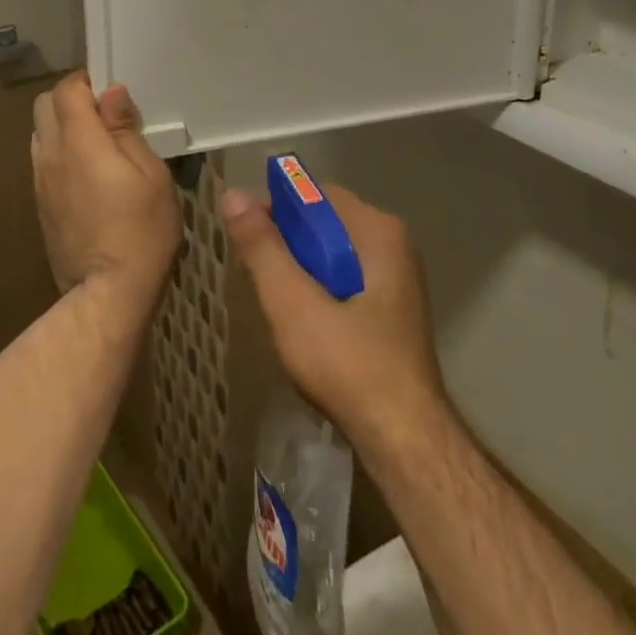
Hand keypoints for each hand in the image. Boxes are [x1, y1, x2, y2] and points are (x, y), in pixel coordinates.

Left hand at [31, 73, 181, 310]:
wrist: (107, 292)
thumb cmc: (141, 229)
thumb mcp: (151, 174)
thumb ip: (125, 130)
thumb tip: (111, 94)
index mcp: (78, 142)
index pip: (66, 90)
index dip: (86, 81)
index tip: (110, 92)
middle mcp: (50, 155)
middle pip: (44, 106)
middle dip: (70, 100)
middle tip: (105, 116)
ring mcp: (40, 181)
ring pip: (40, 133)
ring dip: (63, 127)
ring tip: (97, 146)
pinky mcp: (39, 204)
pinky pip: (42, 161)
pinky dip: (60, 153)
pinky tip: (87, 175)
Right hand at [220, 181, 445, 452]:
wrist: (404, 441)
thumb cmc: (348, 364)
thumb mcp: (292, 302)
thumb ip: (262, 247)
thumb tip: (232, 194)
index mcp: (377, 230)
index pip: (314, 194)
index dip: (274, 207)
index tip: (243, 236)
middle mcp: (392, 244)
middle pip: (323, 223)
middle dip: (286, 244)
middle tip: (256, 277)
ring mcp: (396, 277)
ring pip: (331, 254)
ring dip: (299, 270)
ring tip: (277, 304)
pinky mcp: (391, 308)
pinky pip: (344, 278)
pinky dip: (318, 290)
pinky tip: (303, 324)